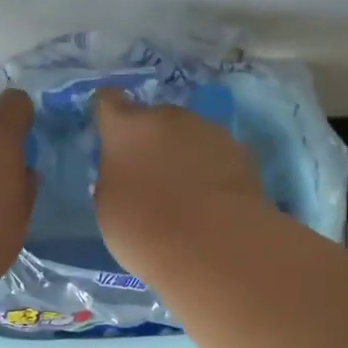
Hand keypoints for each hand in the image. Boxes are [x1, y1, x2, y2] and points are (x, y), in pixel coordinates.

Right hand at [92, 88, 263, 264]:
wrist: (213, 246)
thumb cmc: (143, 229)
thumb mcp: (108, 208)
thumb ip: (113, 179)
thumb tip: (124, 173)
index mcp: (126, 128)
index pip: (108, 101)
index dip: (107, 116)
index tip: (109, 135)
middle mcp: (167, 117)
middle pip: (153, 118)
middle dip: (150, 140)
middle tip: (150, 177)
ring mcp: (208, 130)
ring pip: (188, 135)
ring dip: (183, 154)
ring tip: (186, 194)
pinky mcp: (241, 151)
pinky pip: (215, 154)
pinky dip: (211, 169)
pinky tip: (211, 202)